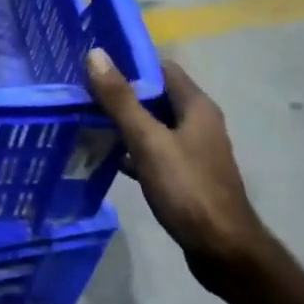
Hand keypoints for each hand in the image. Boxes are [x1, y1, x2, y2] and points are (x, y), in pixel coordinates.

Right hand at [85, 50, 268, 281]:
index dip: (129, 63)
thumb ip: (121, 100)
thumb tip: (95, 54)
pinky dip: (130, 149)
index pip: (161, 69)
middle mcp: (198, 123)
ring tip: (85, 120)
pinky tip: (106, 157)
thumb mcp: (148, 141)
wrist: (221, 248)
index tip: (94, 66)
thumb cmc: (187, 189)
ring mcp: (192, 151)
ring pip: (152, 125)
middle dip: (121, 93)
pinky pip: (152, 151)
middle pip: (155, 96)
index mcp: (196, 107)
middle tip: (81, 92)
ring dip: (123, 122)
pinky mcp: (184, 175)